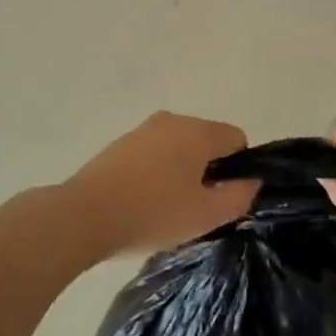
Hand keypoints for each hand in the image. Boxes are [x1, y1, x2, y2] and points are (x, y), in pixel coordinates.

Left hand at [62, 112, 257, 258]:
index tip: (223, 197)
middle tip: (198, 207)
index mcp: (197, 131)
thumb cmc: (153, 213)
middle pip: (207, 140)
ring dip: (182, 171)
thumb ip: (239, 196)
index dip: (238, 168)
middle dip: (210, 169)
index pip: (237, 138)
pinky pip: (154, 153)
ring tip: (169, 208)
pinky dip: (158, 172)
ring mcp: (143, 129)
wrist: (84, 215)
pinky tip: (145, 201)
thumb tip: (251, 181)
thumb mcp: (206, 215)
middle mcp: (172, 120)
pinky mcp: (120, 144)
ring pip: (179, 147)